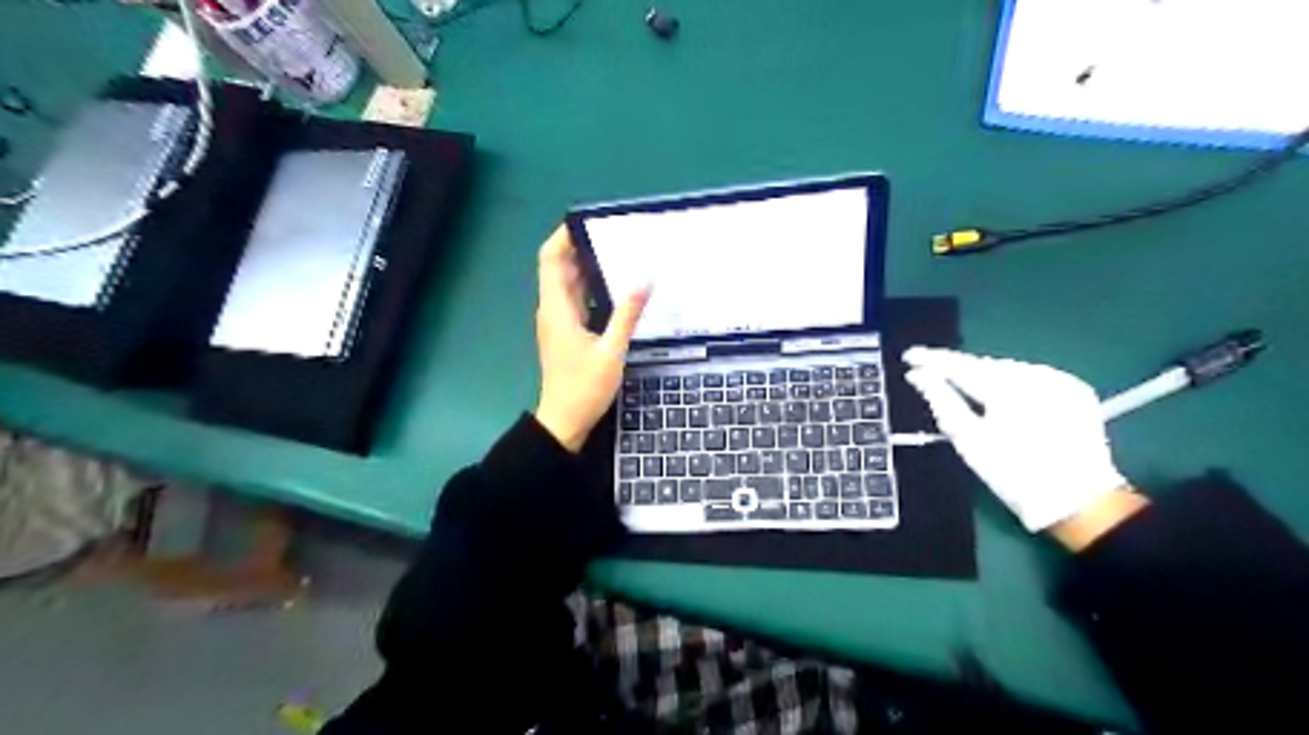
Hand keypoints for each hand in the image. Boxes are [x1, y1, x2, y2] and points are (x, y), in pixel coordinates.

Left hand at [535, 226, 650, 449]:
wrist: (564, 421)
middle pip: (560, 267)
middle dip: (582, 247)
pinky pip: (576, 300)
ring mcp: (558, 321)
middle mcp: (553, 309)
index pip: (550, 258)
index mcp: (557, 307)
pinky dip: (591, 288)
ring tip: (620, 255)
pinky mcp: (566, 333)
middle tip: (615, 235)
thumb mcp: (612, 350)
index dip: (563, 235)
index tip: (588, 221)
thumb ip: (627, 313)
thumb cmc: (584, 387)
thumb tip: (645, 278)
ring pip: (568, 284)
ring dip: (588, 267)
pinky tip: (616, 289)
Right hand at [907, 346, 1130, 531]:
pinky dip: (1011, 383)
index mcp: (1007, 387)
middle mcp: (1036, 375)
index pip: (961, 365)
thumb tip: (917, 376)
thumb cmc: (1013, 474)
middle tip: (932, 372)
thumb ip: (942, 401)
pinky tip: (1000, 396)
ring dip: (984, 375)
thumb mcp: (969, 440)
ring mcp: (1059, 380)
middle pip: (985, 365)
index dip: (933, 359)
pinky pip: (1031, 377)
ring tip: (963, 385)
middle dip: (959, 369)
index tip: (909, 355)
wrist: (1079, 501)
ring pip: (1008, 369)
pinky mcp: (1075, 389)